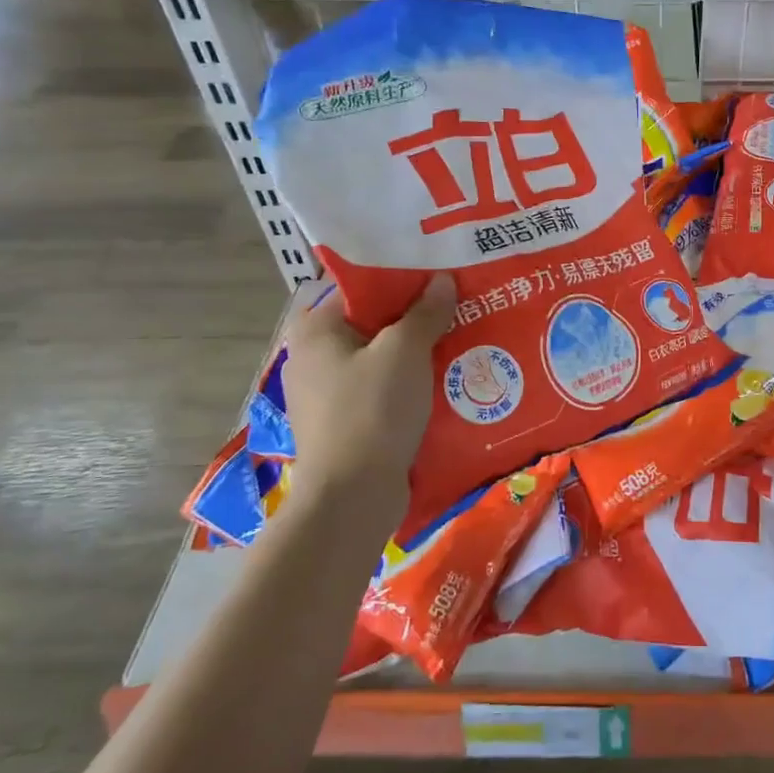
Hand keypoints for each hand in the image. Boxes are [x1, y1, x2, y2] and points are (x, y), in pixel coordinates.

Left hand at [279, 275, 455, 510]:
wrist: (353, 496)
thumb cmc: (373, 410)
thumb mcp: (405, 351)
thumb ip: (425, 312)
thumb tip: (441, 281)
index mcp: (315, 330)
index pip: (360, 287)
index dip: (401, 279)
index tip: (439, 276)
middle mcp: (313, 357)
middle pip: (372, 323)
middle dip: (415, 317)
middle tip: (458, 306)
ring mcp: (327, 394)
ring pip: (381, 359)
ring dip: (417, 352)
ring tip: (461, 339)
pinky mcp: (346, 424)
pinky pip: (383, 390)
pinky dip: (409, 383)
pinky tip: (446, 381)